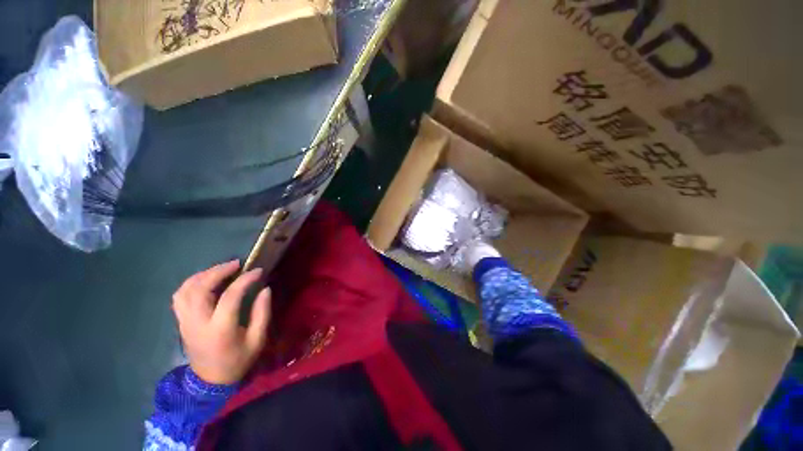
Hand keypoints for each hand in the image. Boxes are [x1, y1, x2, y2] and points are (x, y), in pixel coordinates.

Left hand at [172, 260, 270, 384]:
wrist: (210, 382)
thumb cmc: (238, 360)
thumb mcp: (257, 339)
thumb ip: (262, 313)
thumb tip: (265, 289)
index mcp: (220, 329)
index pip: (230, 296)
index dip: (245, 280)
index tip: (258, 271)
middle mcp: (198, 323)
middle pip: (200, 289)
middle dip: (218, 271)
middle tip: (236, 264)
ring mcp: (185, 322)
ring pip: (185, 290)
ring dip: (203, 275)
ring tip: (221, 269)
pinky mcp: (181, 322)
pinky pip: (179, 297)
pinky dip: (191, 283)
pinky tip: (205, 280)